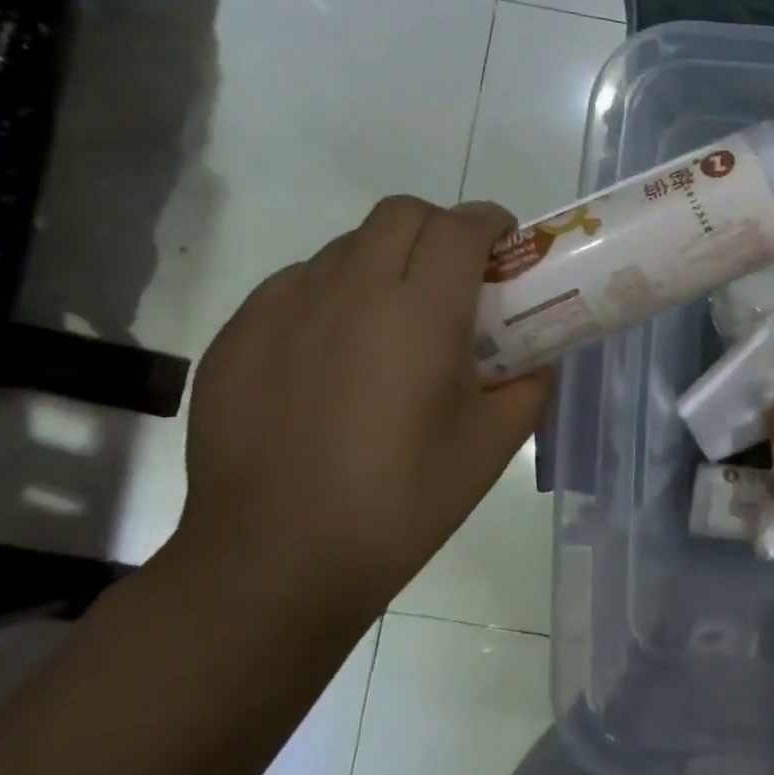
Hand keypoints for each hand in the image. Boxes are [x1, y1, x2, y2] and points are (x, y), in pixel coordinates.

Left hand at [174, 197, 551, 621]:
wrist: (277, 560)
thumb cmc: (404, 499)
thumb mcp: (495, 443)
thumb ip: (529, 385)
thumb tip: (536, 360)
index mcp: (420, 312)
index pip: (459, 226)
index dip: (490, 222)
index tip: (505, 245)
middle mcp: (349, 291)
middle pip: (400, 214)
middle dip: (439, 228)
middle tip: (455, 276)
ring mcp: (283, 309)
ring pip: (344, 246)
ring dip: (384, 259)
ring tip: (393, 318)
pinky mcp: (237, 337)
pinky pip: (294, 285)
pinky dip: (330, 294)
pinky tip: (335, 352)